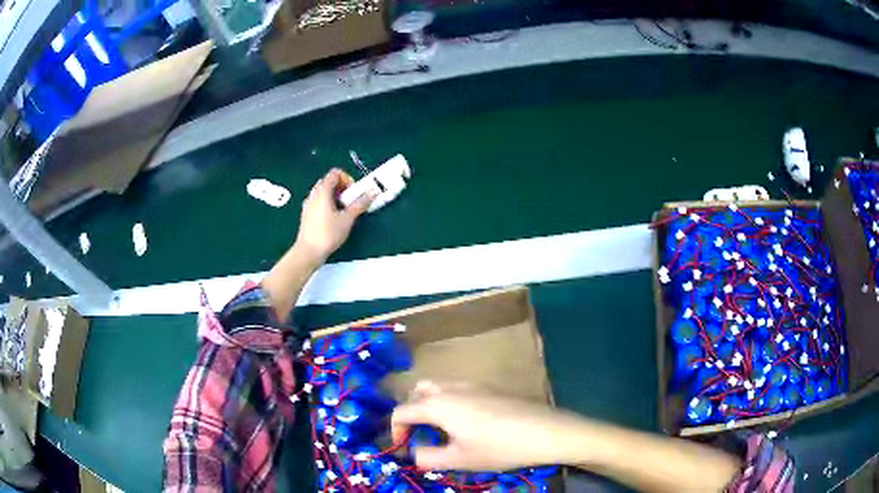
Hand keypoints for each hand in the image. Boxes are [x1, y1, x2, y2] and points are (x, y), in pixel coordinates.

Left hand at [295, 168, 373, 263]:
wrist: (309, 251)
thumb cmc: (328, 233)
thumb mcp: (347, 219)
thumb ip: (360, 204)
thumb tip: (372, 192)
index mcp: (322, 191)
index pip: (335, 173)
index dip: (347, 179)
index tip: (353, 193)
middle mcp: (313, 194)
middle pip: (329, 181)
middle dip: (342, 188)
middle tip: (350, 201)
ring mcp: (308, 204)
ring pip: (323, 192)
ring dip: (335, 196)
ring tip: (342, 211)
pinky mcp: (306, 214)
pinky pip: (318, 201)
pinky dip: (327, 204)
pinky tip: (333, 219)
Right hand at [391, 381, 579, 471]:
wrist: (544, 431)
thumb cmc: (498, 447)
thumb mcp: (459, 460)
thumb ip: (428, 457)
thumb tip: (414, 453)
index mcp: (438, 404)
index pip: (402, 411)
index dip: (395, 431)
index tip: (403, 449)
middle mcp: (451, 388)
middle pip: (417, 392)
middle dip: (411, 412)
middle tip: (419, 435)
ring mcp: (472, 385)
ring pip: (438, 387)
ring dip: (429, 405)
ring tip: (440, 430)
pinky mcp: (489, 388)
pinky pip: (457, 390)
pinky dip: (449, 402)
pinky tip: (466, 423)